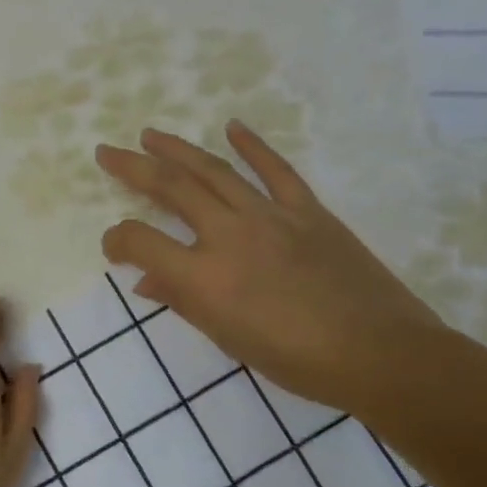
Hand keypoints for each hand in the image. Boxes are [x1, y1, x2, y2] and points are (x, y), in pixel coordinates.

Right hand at [95, 123, 445, 416]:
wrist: (379, 353)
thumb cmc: (296, 360)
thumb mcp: (227, 339)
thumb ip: (183, 301)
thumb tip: (146, 279)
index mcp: (204, 277)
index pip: (141, 242)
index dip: (117, 239)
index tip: (113, 246)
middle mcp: (229, 235)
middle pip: (171, 188)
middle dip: (132, 167)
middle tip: (107, 152)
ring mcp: (270, 216)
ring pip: (214, 170)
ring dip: (178, 148)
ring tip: (151, 135)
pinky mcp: (307, 210)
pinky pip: (276, 170)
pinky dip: (253, 146)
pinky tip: (232, 126)